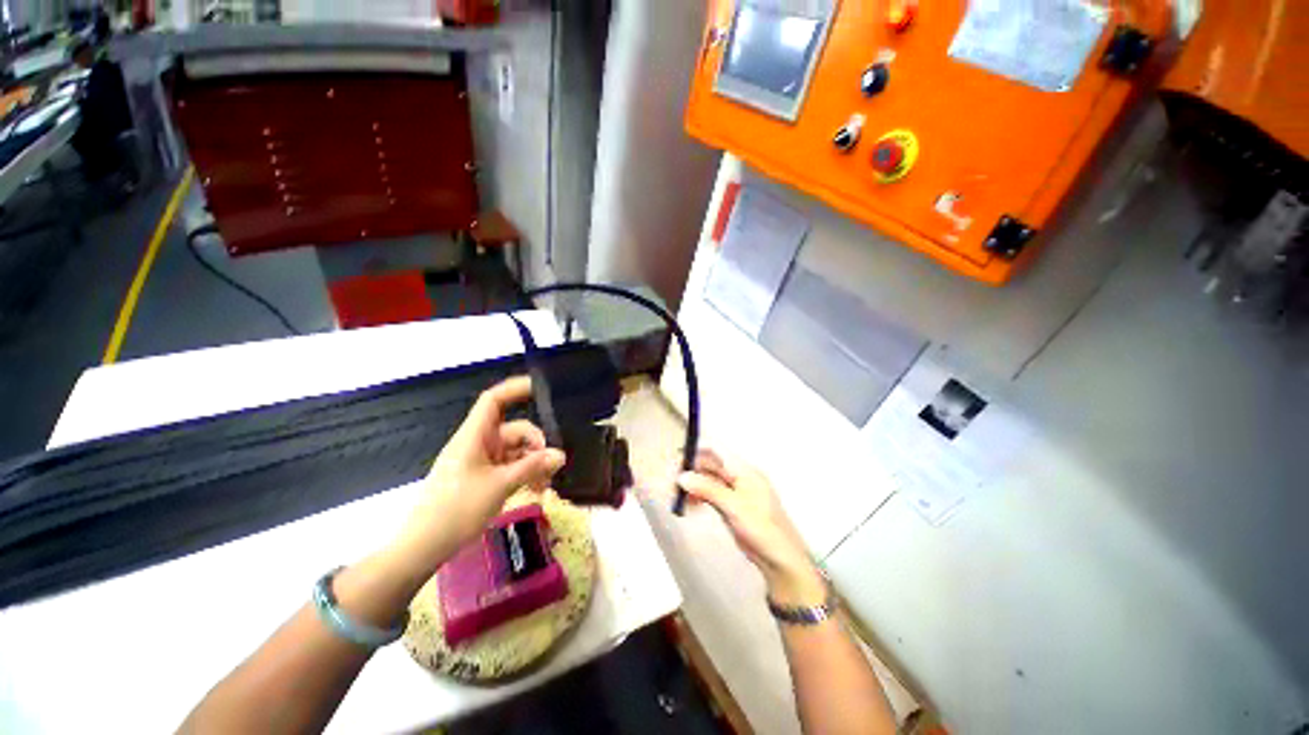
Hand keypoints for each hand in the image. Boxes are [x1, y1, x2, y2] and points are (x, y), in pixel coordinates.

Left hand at [390, 376, 565, 574]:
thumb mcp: (500, 486)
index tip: (540, 388)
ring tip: (545, 484)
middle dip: (536, 444)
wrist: (424, 546)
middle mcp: (478, 443)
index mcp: (474, 436)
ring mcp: (480, 461)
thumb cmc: (457, 510)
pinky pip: (510, 467)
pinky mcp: (482, 477)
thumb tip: (560, 455)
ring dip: (533, 464)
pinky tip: (536, 489)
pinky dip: (524, 474)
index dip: (515, 389)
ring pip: (515, 451)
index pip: (494, 401)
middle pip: (514, 430)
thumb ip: (532, 467)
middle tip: (552, 464)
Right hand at [677, 450, 826, 606]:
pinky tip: (690, 504)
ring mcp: (736, 493)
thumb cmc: (761, 528)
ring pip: (710, 481)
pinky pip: (712, 495)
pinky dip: (700, 497)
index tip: (677, 457)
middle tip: (673, 481)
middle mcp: (740, 477)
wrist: (780, 560)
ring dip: (694, 485)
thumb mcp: (733, 506)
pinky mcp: (732, 507)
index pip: (717, 452)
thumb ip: (707, 489)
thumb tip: (682, 476)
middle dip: (692, 471)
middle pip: (711, 466)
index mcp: (744, 471)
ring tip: (678, 495)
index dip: (697, 452)